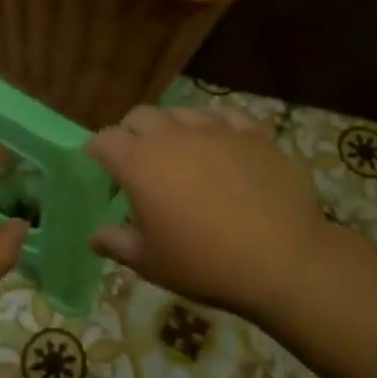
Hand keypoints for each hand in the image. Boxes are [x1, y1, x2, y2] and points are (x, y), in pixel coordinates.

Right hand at [87, 105, 321, 320]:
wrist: (281, 260)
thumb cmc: (205, 264)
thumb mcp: (151, 263)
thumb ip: (117, 243)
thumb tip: (95, 236)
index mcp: (140, 162)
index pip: (105, 140)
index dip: (97, 151)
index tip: (100, 167)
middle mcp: (172, 135)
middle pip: (140, 116)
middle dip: (131, 132)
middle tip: (137, 160)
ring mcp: (214, 129)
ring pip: (181, 113)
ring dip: (172, 128)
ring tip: (180, 154)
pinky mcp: (251, 133)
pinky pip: (225, 117)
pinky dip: (215, 126)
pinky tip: (220, 145)